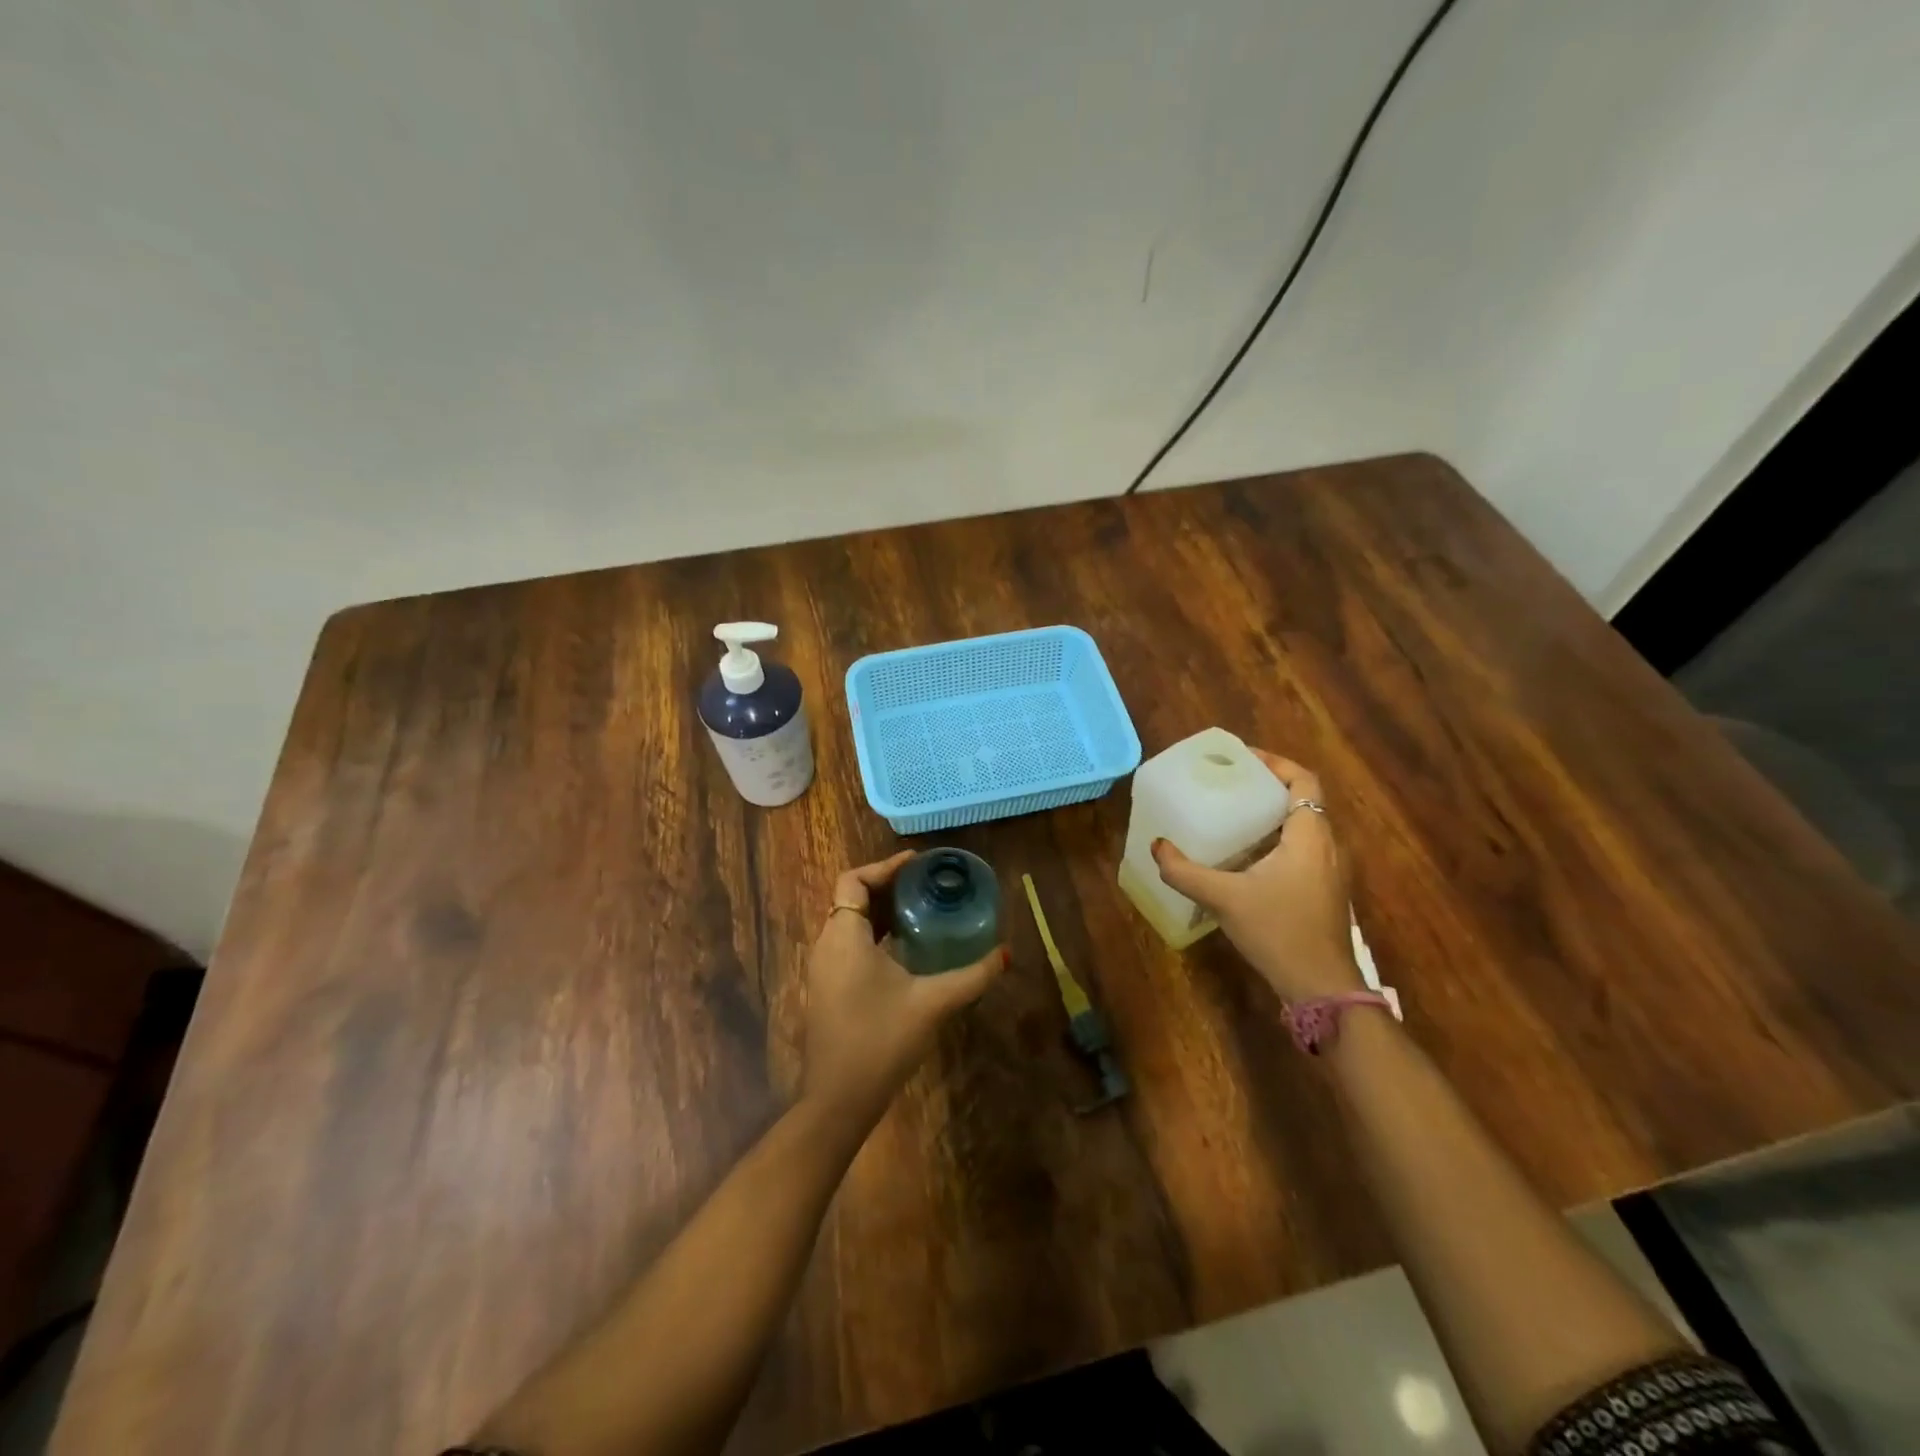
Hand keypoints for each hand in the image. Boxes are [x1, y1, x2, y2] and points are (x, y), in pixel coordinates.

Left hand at [801, 850, 1008, 1127]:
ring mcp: (823, 970)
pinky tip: (904, 949)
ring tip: (920, 909)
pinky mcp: (827, 989)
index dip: (884, 866)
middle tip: (926, 884)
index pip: (853, 881)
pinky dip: (873, 935)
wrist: (839, 1100)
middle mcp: (827, 945)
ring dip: (880, 912)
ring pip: (849, 923)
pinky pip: (848, 945)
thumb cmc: (882, 1041)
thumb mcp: (933, 1003)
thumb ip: (972, 976)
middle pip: (852, 899)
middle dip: (887, 887)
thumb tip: (1006, 953)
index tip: (917, 863)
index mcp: (844, 937)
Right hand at [1151, 751, 1362, 1002]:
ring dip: (1273, 815)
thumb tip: (1157, 847)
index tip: (1243, 759)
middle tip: (1230, 784)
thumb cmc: (1278, 932)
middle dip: (1268, 787)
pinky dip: (1277, 840)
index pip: (1304, 781)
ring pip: (1304, 827)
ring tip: (1234, 814)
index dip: (1276, 764)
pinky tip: (1247, 857)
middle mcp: (1326, 846)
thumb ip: (1185, 872)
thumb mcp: (1224, 899)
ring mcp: (1329, 871)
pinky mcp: (1324, 892)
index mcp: (1309, 836)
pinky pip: (1302, 850)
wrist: (1321, 987)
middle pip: (1303, 801)